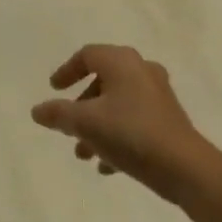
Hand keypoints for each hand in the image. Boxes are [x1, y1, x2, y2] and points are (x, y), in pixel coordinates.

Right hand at [31, 45, 213, 201]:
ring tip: (84, 154)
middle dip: (81, 107)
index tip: (54, 90)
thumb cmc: (130, 134)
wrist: (184, 167)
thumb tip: (37, 110)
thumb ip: (58, 114)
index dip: (67, 71)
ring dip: (96, 126)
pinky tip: (107, 166)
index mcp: (122, 62)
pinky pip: (134, 121)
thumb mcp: (85, 123)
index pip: (87, 55)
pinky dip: (116, 136)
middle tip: (68, 127)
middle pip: (102, 81)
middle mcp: (142, 71)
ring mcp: (158, 95)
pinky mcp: (168, 119)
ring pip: (117, 105)